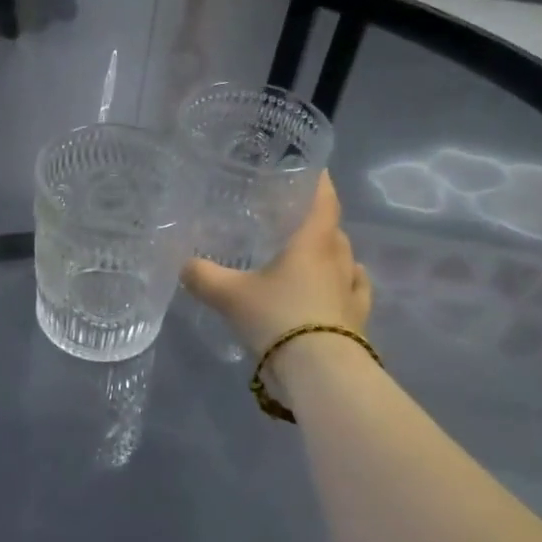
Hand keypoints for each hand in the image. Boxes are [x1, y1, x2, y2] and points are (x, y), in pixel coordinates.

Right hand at [182, 171, 370, 354]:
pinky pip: (355, 293)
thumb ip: (204, 277)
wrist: (319, 371)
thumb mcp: (230, 296)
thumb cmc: (277, 318)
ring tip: (312, 257)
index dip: (320, 183)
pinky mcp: (358, 321)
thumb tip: (183, 264)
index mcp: (313, 244)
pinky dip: (345, 287)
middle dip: (319, 224)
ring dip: (333, 256)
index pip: (324, 202)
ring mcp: (352, 292)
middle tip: (294, 222)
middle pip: (334, 232)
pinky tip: (335, 292)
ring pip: (347, 262)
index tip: (315, 170)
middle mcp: (338, 262)